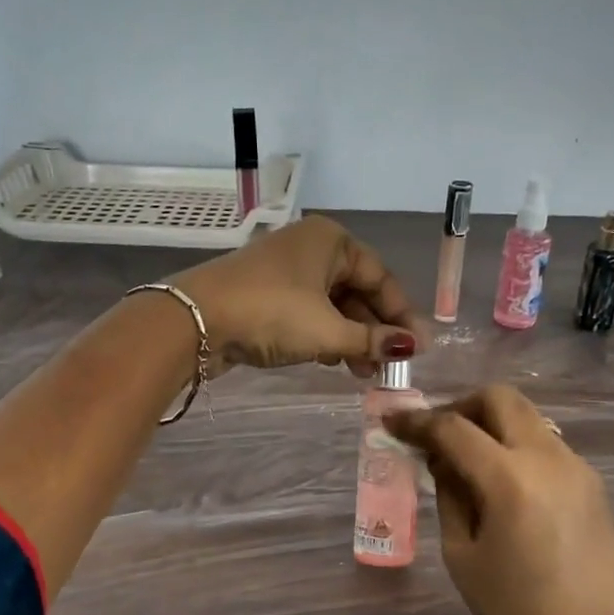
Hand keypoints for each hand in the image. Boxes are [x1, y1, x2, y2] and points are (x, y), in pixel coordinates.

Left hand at [176, 216, 418, 375]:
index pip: (380, 277)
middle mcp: (310, 248)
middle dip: (374, 331)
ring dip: (350, 339)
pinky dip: (324, 337)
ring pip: (332, 306)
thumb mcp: (328, 330)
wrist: (195, 320)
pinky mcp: (266, 295)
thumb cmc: (272, 313)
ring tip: (363, 373)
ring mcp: (286, 271)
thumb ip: (371, 340)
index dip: (400, 315)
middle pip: (356, 292)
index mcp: (331, 241)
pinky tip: (334, 362)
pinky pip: (308, 314)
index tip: (418, 348)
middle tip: (389, 366)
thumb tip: (412, 347)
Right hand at [386, 385, 613, 614]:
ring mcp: (576, 466)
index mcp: (510, 479)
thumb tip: (442, 461)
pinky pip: (545, 444)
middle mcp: (548, 458)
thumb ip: (449, 496)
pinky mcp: (591, 482)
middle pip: (500, 398)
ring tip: (469, 462)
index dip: (417, 421)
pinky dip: (516, 446)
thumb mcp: (463, 556)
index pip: (454, 428)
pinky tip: (504, 484)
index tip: (392, 422)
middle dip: (461, 407)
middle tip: (439, 436)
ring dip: (492, 425)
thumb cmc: (516, 610)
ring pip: (527, 417)